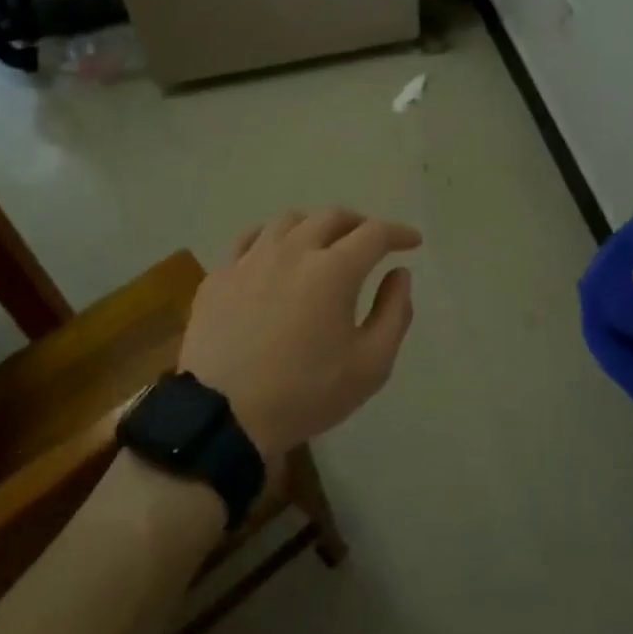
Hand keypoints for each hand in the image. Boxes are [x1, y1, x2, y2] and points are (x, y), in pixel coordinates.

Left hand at [179, 209, 422, 461]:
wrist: (223, 416)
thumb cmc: (305, 394)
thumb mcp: (370, 366)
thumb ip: (394, 313)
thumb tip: (399, 274)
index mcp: (334, 269)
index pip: (374, 233)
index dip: (398, 233)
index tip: (412, 241)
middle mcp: (293, 250)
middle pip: (332, 217)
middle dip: (359, 224)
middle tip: (371, 241)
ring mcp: (251, 258)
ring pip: (289, 220)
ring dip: (315, 225)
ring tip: (323, 242)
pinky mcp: (220, 274)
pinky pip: (250, 238)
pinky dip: (273, 237)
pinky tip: (275, 251)